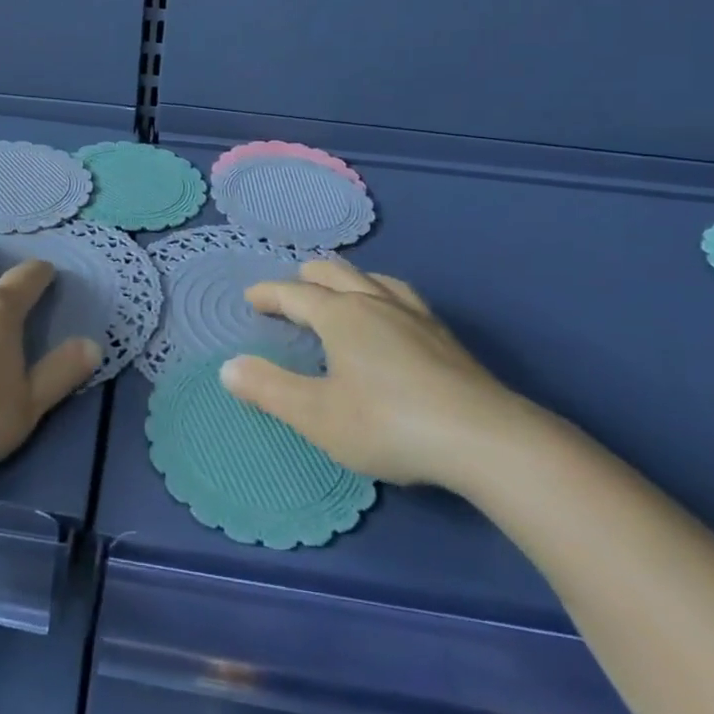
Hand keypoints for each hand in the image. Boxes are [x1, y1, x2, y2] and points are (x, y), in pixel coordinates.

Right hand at [219, 258, 538, 488]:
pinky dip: (381, 294)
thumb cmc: (388, 424)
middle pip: (335, 273)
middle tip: (291, 289)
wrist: (485, 440)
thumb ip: (269, 389)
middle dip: (307, 277)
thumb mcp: (317, 415)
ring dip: (347, 279)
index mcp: (340, 315)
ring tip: (340, 290)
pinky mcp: (445, 337)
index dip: (268, 294)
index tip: (251, 298)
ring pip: (373, 279)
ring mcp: (415, 316)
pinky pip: (403, 296)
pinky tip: (393, 316)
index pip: (294, 294)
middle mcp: (375, 303)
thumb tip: (228, 367)